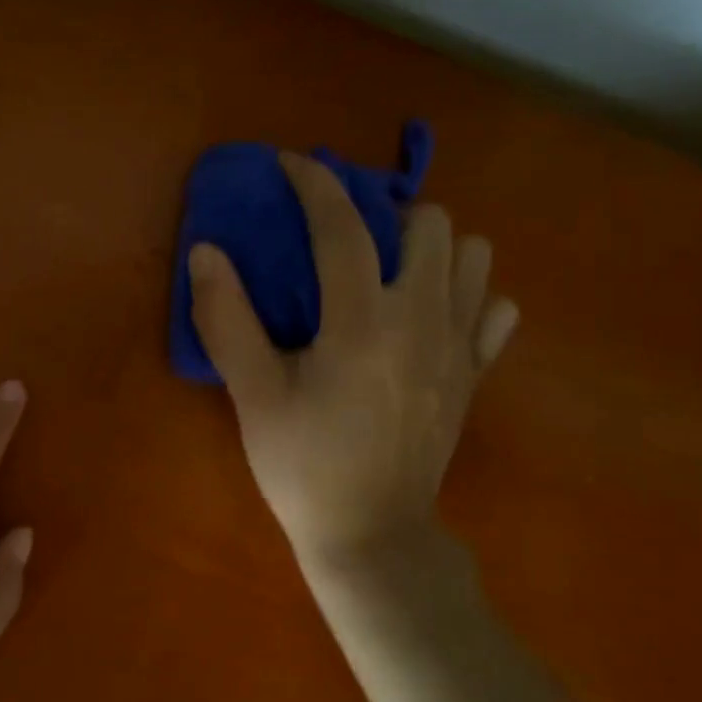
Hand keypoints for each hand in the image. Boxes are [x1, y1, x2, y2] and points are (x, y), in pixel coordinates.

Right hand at [188, 151, 516, 580]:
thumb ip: (227, 319)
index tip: (291, 164)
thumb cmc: (304, 467)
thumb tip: (206, 252)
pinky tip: (431, 314)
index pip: (343, 228)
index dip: (315, 183)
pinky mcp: (474, 376)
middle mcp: (422, 321)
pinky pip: (494, 310)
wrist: (371, 537)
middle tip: (347, 240)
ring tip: (391, 272)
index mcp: (362, 323)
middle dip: (385, 214)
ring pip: (473, 256)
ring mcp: (458, 348)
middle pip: (429, 223)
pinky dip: (468, 296)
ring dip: (432, 248)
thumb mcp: (252, 396)